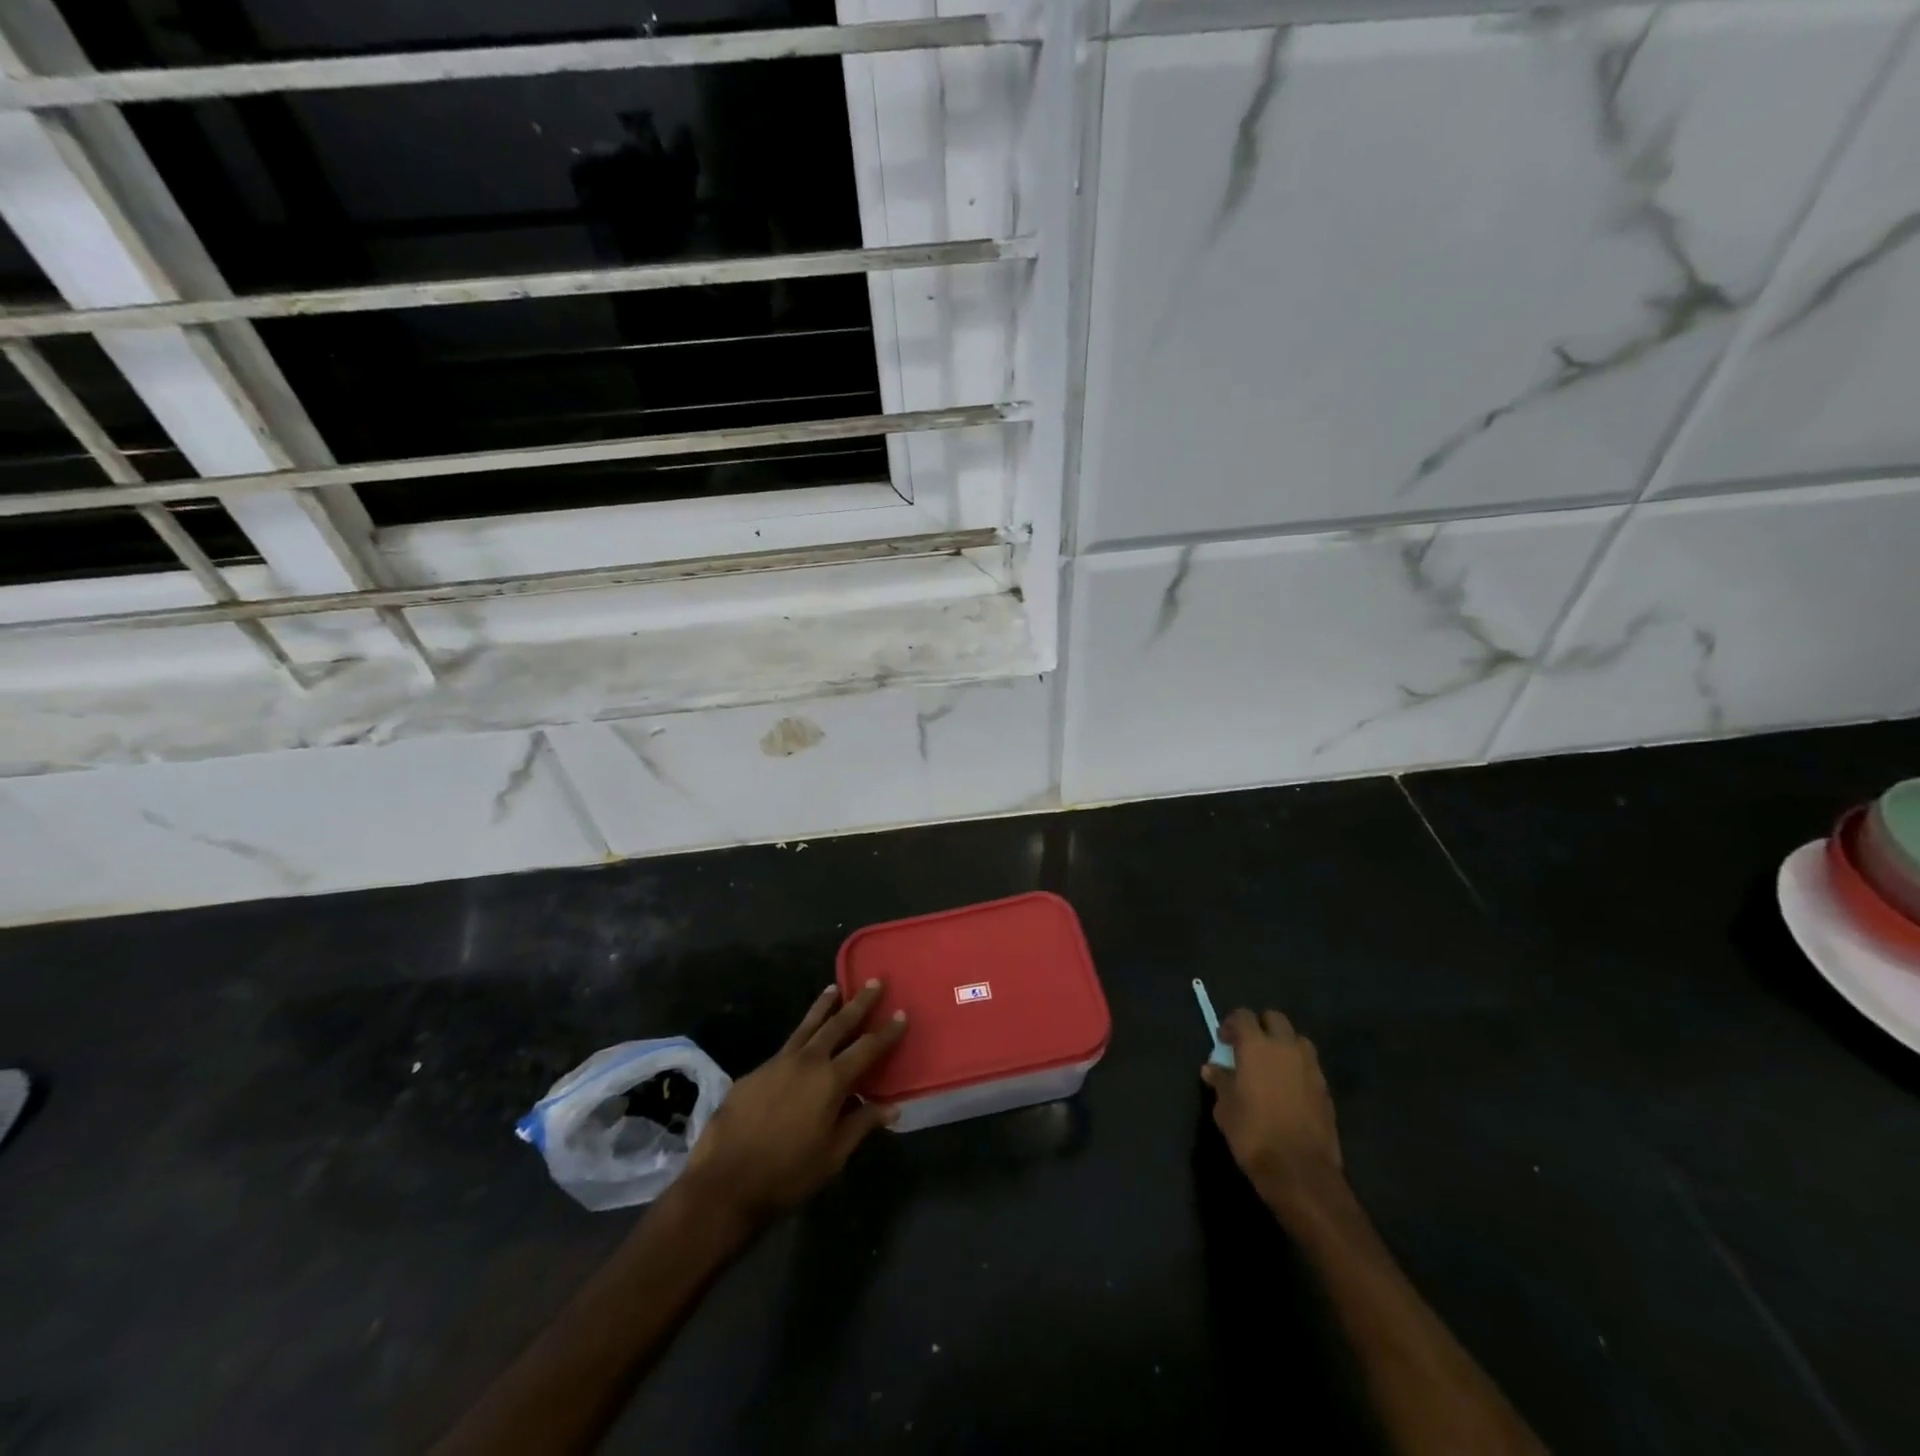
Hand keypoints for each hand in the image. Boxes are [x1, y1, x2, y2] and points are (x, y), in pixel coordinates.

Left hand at [680, 981, 905, 1228]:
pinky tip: (801, 1041)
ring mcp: (777, 1062)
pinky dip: (800, 1036)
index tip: (901, 1013)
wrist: (724, 1183)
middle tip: (874, 982)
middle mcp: (807, 1061)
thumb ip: (861, 1124)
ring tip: (834, 988)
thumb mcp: (832, 1156)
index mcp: (831, 1081)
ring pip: (807, 1026)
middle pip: (838, 1024)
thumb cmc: (787, 1174)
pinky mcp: (755, 1072)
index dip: (887, 1032)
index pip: (867, 1048)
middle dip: (858, 1003)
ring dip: (824, 1006)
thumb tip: (891, 1107)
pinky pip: (785, 1047)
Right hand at [1201, 1009, 1344, 1216]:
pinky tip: (1288, 1090)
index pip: (1243, 1016)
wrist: (1300, 1172)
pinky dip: (1298, 1068)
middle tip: (1248, 1049)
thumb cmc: (1253, 1134)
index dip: (1231, 1025)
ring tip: (1271, 1067)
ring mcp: (1310, 1068)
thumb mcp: (1225, 1108)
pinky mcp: (1326, 1090)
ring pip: (1297, 1040)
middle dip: (1261, 1027)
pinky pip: (1310, 1066)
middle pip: (1275, 1019)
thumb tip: (1212, 1068)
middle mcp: (1286, 1048)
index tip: (1224, 1042)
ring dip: (1283, 1045)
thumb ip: (1220, 1081)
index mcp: (1257, 1046)